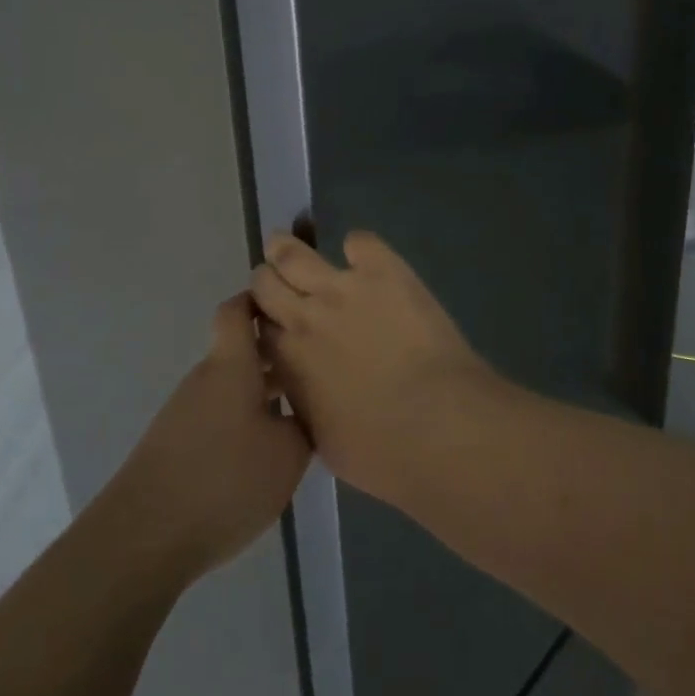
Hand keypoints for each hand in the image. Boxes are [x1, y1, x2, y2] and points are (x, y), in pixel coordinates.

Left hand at [104, 294, 310, 586]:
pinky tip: (263, 452)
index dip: (260, 300)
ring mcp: (186, 410)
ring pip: (231, 385)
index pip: (237, 310)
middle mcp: (206, 378)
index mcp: (231, 365)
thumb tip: (303, 409)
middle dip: (275, 354)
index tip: (289, 305)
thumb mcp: (287, 455)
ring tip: (298, 414)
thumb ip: (302, 423)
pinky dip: (242, 420)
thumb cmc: (224, 481)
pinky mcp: (175, 443)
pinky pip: (218, 415)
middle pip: (240, 350)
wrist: (144, 536)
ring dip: (261, 391)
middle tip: (314, 367)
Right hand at [251, 230, 499, 504]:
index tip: (272, 323)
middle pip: (265, 282)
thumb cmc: (381, 453)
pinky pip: (359, 242)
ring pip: (293, 253)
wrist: (437, 426)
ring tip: (289, 245)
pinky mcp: (382, 270)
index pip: (257, 326)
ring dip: (286, 248)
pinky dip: (357, 247)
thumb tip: (300, 386)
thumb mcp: (321, 439)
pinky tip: (364, 258)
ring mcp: (341, 287)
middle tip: (279, 282)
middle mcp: (303, 316)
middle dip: (268, 281)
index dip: (263, 322)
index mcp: (286, 360)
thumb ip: (302, 401)